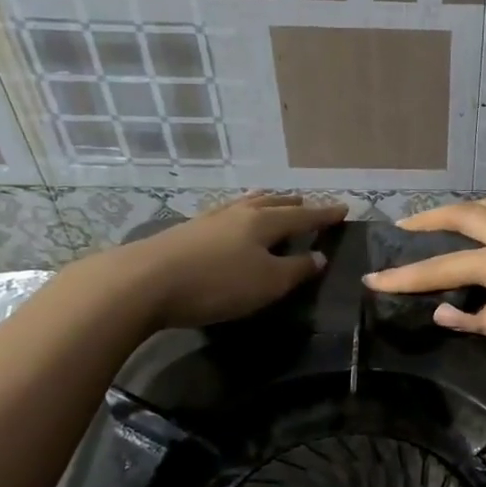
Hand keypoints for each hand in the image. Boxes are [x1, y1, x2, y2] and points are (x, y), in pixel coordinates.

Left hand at [75, 193, 346, 328]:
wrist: (142, 283)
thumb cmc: (216, 283)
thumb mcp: (267, 283)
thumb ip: (297, 270)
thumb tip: (320, 256)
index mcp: (263, 222)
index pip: (303, 214)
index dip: (324, 214)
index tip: (343, 209)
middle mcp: (238, 213)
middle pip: (272, 203)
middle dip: (293, 203)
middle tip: (308, 203)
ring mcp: (208, 220)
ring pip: (244, 205)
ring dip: (264, 204)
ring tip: (271, 203)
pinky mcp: (185, 233)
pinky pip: (224, 215)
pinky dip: (239, 215)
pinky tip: (230, 223)